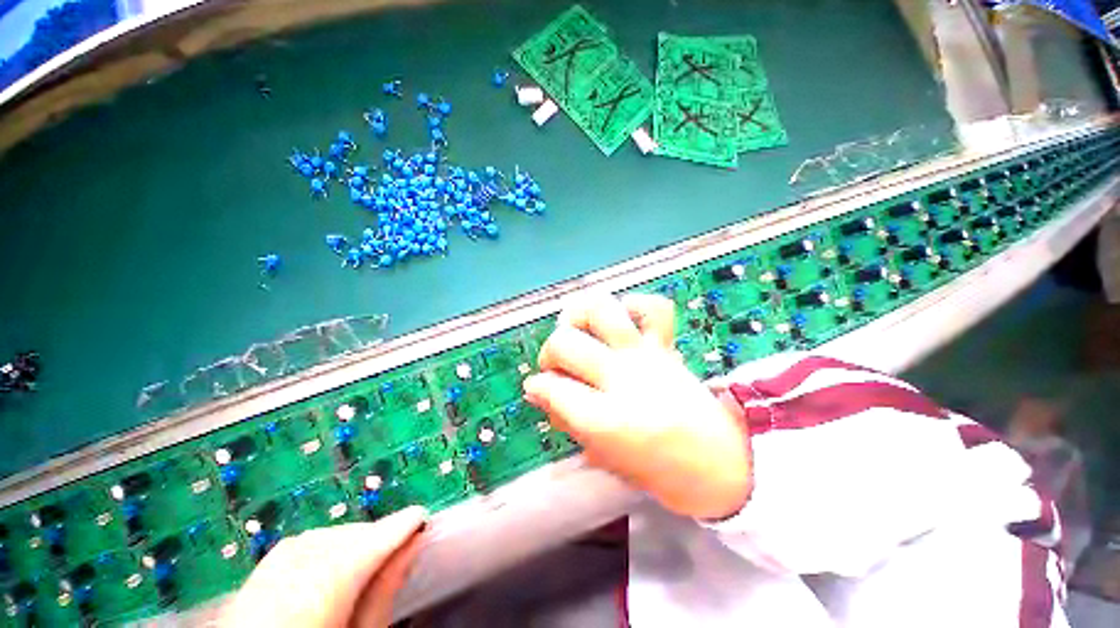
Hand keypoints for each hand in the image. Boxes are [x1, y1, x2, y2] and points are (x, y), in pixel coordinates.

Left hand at [221, 506, 426, 627]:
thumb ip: (385, 590)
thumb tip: (413, 544)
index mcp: (330, 579)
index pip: (377, 537)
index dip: (404, 524)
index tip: (423, 518)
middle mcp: (302, 559)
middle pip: (354, 533)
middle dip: (378, 536)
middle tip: (398, 549)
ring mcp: (279, 559)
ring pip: (332, 533)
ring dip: (355, 540)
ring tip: (368, 559)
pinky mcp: (264, 565)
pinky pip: (307, 541)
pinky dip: (328, 544)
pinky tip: (333, 560)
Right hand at [523, 294, 751, 519]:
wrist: (721, 463)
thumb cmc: (658, 470)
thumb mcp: (602, 455)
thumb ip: (566, 418)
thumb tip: (537, 391)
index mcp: (606, 419)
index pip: (552, 387)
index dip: (539, 386)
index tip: (539, 388)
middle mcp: (624, 378)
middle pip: (565, 343)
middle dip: (549, 352)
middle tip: (557, 366)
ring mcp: (647, 355)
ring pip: (602, 309)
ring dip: (580, 315)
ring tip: (579, 330)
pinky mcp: (667, 345)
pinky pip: (653, 307)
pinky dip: (634, 305)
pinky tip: (622, 321)